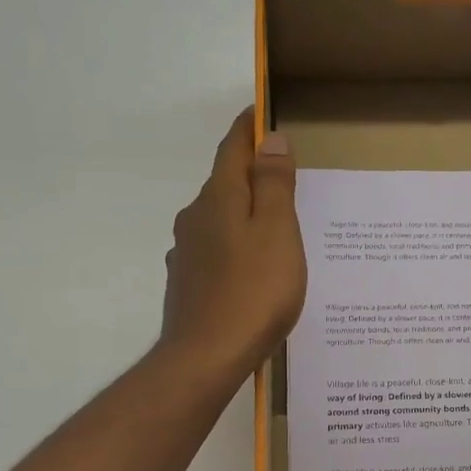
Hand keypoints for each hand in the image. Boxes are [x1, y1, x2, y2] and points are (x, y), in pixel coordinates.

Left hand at [159, 107, 306, 383]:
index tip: (261, 113)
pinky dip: (235, 246)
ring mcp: (187, 253)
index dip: (248, 129)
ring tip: (273, 227)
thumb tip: (270, 139)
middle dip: (250, 174)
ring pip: (219, 220)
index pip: (233, 149)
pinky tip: (251, 268)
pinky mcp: (187, 284)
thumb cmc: (253, 291)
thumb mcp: (277, 232)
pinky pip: (216, 251)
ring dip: (243, 213)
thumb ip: (274, 184)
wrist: (205, 358)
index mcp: (219, 199)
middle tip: (283, 176)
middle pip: (225, 184)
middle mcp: (195, 218)